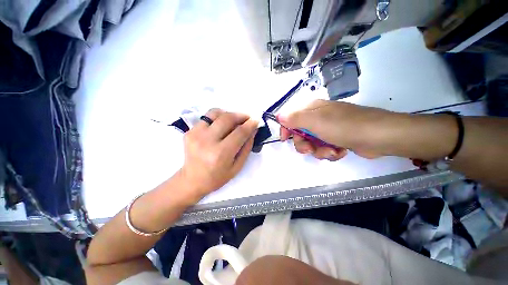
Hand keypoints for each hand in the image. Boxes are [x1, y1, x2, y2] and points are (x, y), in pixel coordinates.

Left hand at [180, 109, 257, 195]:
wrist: (192, 180)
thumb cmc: (217, 177)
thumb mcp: (237, 166)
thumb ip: (246, 147)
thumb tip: (253, 130)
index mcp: (220, 153)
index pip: (239, 132)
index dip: (250, 124)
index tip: (256, 120)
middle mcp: (206, 141)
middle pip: (227, 119)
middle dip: (240, 116)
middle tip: (247, 119)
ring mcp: (195, 134)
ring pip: (215, 113)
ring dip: (228, 114)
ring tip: (234, 121)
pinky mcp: (189, 131)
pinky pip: (207, 117)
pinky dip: (217, 118)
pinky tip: (221, 126)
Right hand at [280, 100, 394, 159]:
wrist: (379, 136)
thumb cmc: (343, 126)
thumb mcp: (315, 121)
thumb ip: (294, 118)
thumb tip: (279, 116)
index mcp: (311, 109)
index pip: (290, 117)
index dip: (286, 128)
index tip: (285, 139)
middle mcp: (318, 117)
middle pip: (300, 133)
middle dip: (304, 144)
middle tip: (310, 150)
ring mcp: (328, 128)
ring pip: (312, 143)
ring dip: (319, 151)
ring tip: (331, 151)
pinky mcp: (336, 138)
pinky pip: (324, 148)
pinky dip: (329, 152)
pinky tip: (339, 151)